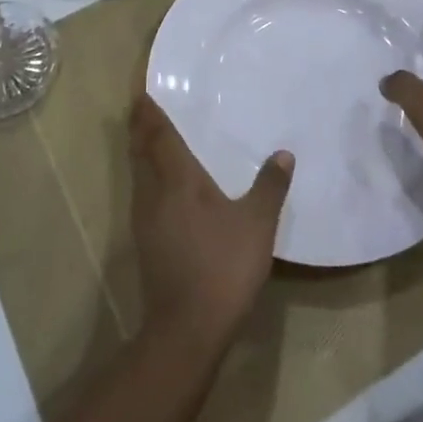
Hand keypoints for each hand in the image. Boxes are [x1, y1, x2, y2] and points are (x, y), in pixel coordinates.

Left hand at [130, 95, 292, 354]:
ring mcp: (145, 220)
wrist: (187, 328)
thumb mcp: (257, 224)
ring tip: (150, 139)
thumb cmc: (222, 265)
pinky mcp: (145, 243)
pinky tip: (163, 187)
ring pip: (138, 175)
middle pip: (140, 152)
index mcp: (177, 180)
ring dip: (141, 153)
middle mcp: (154, 193)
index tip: (141, 93)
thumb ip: (270, 186)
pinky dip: (147, 178)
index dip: (149, 114)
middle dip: (140, 129)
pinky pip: (143, 195)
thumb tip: (284, 154)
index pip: (158, 136)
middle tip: (142, 108)